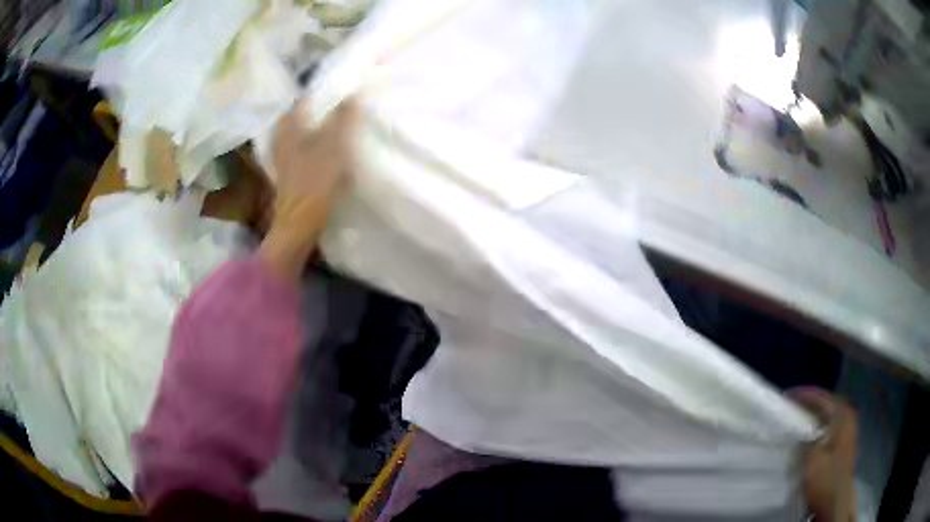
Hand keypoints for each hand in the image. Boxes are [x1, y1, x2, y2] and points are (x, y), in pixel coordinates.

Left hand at [259, 99, 357, 280]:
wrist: (300, 222)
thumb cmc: (316, 179)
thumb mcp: (334, 143)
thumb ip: (343, 117)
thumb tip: (353, 93)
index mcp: (290, 128)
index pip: (301, 101)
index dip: (317, 94)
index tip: (334, 91)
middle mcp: (281, 140)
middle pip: (295, 118)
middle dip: (311, 111)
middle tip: (331, 107)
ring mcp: (282, 160)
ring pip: (296, 136)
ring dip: (310, 129)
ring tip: (329, 127)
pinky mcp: (287, 177)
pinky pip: (298, 153)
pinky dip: (308, 147)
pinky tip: (320, 152)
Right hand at [791, 388, 857, 520]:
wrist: (835, 500)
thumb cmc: (825, 477)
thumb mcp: (812, 458)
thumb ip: (808, 437)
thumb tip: (801, 426)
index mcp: (842, 415)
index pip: (823, 397)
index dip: (805, 395)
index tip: (788, 395)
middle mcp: (848, 418)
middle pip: (829, 404)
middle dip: (812, 403)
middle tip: (794, 405)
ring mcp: (847, 432)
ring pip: (830, 416)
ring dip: (816, 415)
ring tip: (800, 419)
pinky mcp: (843, 445)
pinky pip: (831, 427)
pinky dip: (820, 427)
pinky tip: (810, 436)